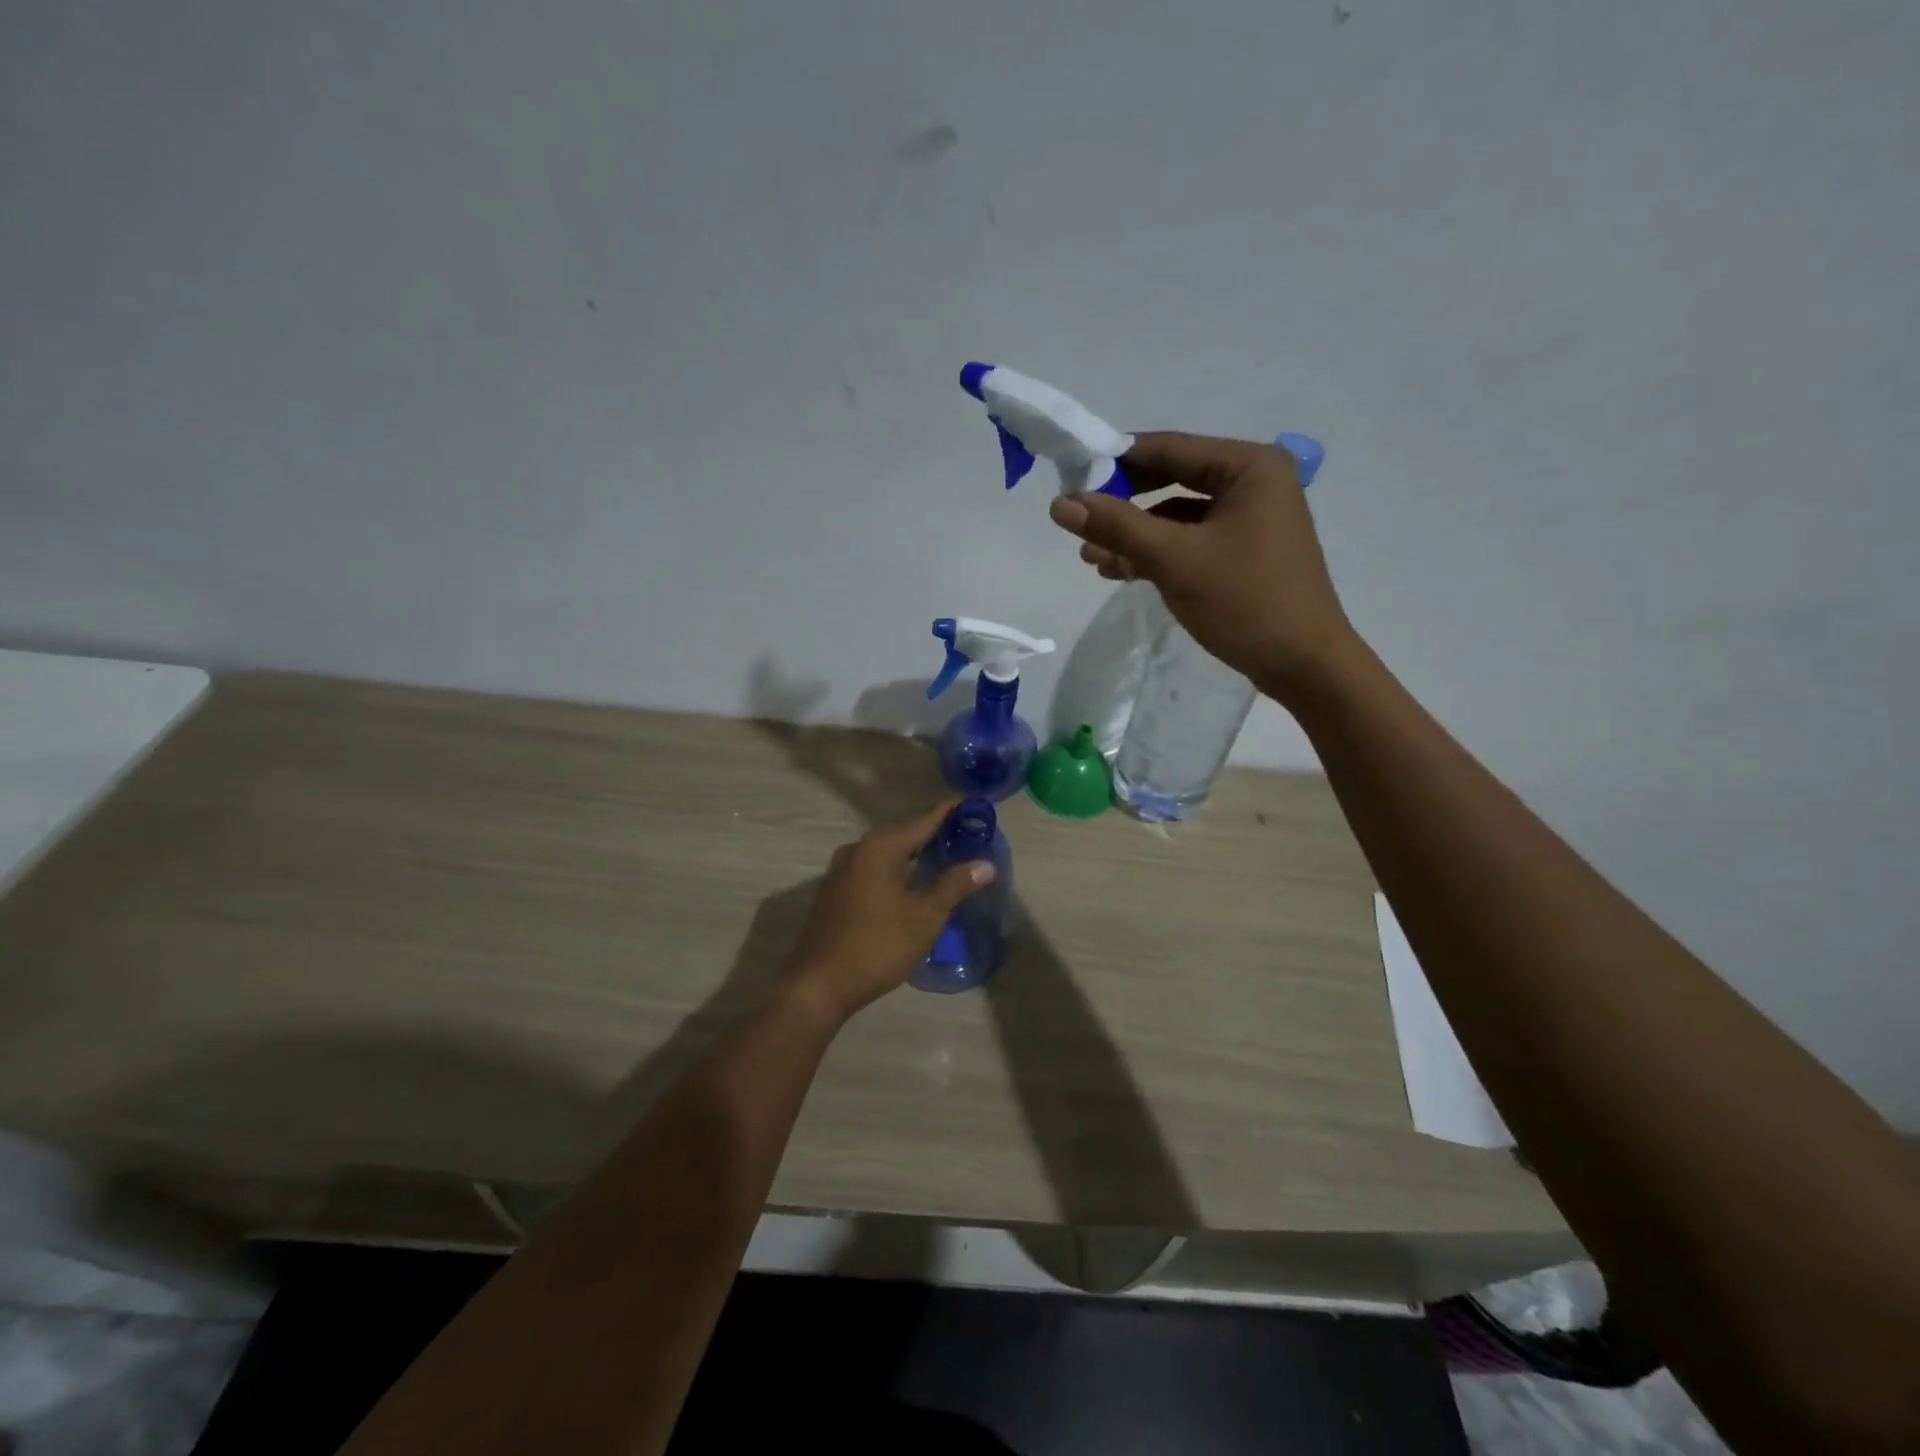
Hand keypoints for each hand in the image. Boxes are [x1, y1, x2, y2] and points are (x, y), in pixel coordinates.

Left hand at [781, 801, 995, 1022]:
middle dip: (934, 832)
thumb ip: (954, 885)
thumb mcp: (924, 917)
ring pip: (886, 852)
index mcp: (880, 847)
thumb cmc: (877, 946)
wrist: (818, 984)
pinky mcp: (834, 891)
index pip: (923, 819)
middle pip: (903, 832)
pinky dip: (895, 868)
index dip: (950, 811)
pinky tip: (910, 882)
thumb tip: (985, 864)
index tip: (974, 803)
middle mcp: (857, 849)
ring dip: (913, 852)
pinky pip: (872, 868)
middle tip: (966, 833)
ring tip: (943, 856)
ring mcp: (841, 870)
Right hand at [1048, 432, 1359, 703]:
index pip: (1167, 448)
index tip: (1069, 481)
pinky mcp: (1245, 550)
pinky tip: (1123, 570)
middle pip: (1171, 478)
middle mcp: (1254, 481)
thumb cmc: (1245, 602)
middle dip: (1123, 504)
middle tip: (1080, 524)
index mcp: (1249, 465)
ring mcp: (1252, 517)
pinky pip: (1191, 539)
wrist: (1304, 665)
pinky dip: (1158, 552)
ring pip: (1178, 514)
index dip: (1114, 463)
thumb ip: (1116, 526)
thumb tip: (1059, 504)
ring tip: (1093, 558)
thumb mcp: (1174, 560)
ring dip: (1135, 534)